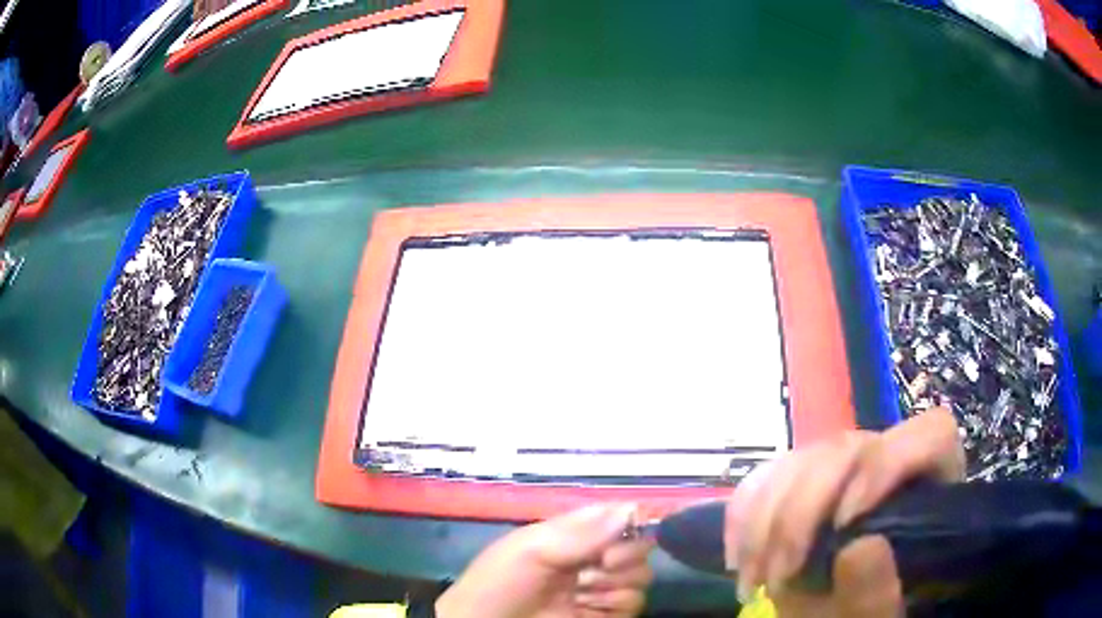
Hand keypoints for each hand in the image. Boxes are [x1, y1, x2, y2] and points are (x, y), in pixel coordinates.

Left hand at [436, 503, 652, 617]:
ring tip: (581, 593)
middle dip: (625, 556)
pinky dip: (615, 606)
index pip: (618, 516)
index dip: (630, 521)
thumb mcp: (531, 550)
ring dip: (615, 585)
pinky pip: (634, 605)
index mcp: (572, 535)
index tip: (623, 533)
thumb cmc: (500, 583)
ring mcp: (599, 589)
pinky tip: (586, 609)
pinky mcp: (605, 615)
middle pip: (638, 547)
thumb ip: (581, 533)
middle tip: (600, 565)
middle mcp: (592, 559)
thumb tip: (632, 509)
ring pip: (640, 578)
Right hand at [726, 407, 964, 616]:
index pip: (929, 436)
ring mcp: (844, 469)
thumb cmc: (868, 617)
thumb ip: (878, 593)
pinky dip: (743, 515)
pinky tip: (737, 557)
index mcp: (932, 486)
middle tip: (779, 578)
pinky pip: (766, 475)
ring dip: (764, 521)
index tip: (843, 526)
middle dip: (803, 513)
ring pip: (802, 457)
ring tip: (754, 579)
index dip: (887, 466)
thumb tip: (857, 546)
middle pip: (850, 448)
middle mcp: (891, 463)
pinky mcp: (802, 482)